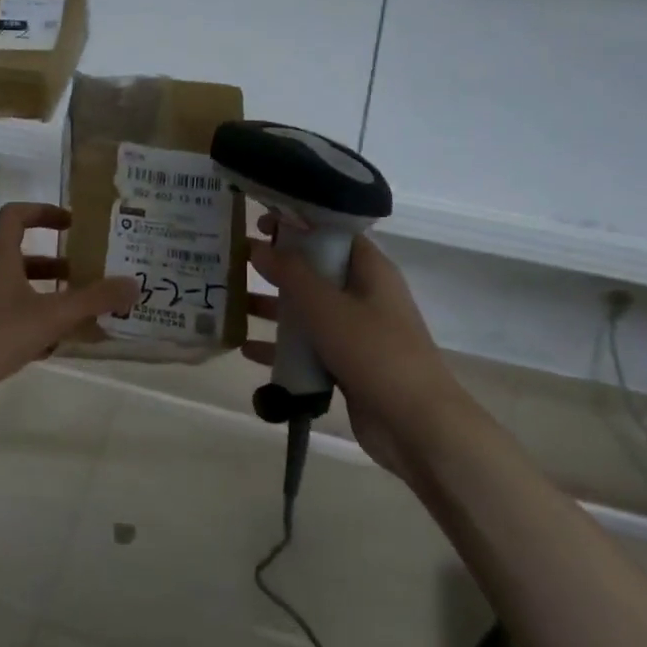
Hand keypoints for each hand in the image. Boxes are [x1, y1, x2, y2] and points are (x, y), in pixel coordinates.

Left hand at [0, 202, 136, 422]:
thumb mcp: (51, 316)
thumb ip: (93, 300)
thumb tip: (134, 284)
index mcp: (0, 261)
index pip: (16, 217)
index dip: (43, 212)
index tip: (73, 223)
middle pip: (23, 259)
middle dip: (58, 265)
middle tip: (89, 275)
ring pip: (20, 293)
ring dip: (49, 297)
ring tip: (81, 312)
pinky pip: (13, 322)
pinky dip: (36, 327)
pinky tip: (56, 346)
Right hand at [244, 217, 463, 477]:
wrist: (415, 424)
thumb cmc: (374, 352)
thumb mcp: (327, 307)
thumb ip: (291, 275)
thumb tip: (258, 248)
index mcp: (370, 271)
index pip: (332, 233)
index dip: (297, 224)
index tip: (258, 222)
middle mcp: (364, 296)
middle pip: (315, 271)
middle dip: (276, 267)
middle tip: (234, 261)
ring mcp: (355, 333)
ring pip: (308, 311)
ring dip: (273, 308)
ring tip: (231, 304)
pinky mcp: (346, 365)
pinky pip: (308, 348)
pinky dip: (281, 347)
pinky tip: (246, 350)